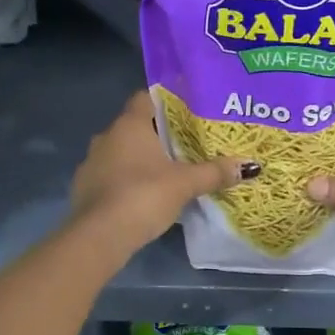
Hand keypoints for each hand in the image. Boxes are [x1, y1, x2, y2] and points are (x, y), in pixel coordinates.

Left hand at [70, 91, 254, 249]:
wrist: (98, 237)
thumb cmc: (143, 196)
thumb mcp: (185, 183)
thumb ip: (215, 172)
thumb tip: (250, 165)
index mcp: (129, 124)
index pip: (146, 97)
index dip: (166, 101)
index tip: (187, 110)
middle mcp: (106, 136)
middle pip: (136, 125)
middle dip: (159, 133)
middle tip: (187, 142)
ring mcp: (92, 162)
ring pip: (122, 151)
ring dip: (141, 158)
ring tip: (169, 169)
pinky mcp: (85, 187)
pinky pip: (111, 174)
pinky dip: (127, 178)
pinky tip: (145, 194)